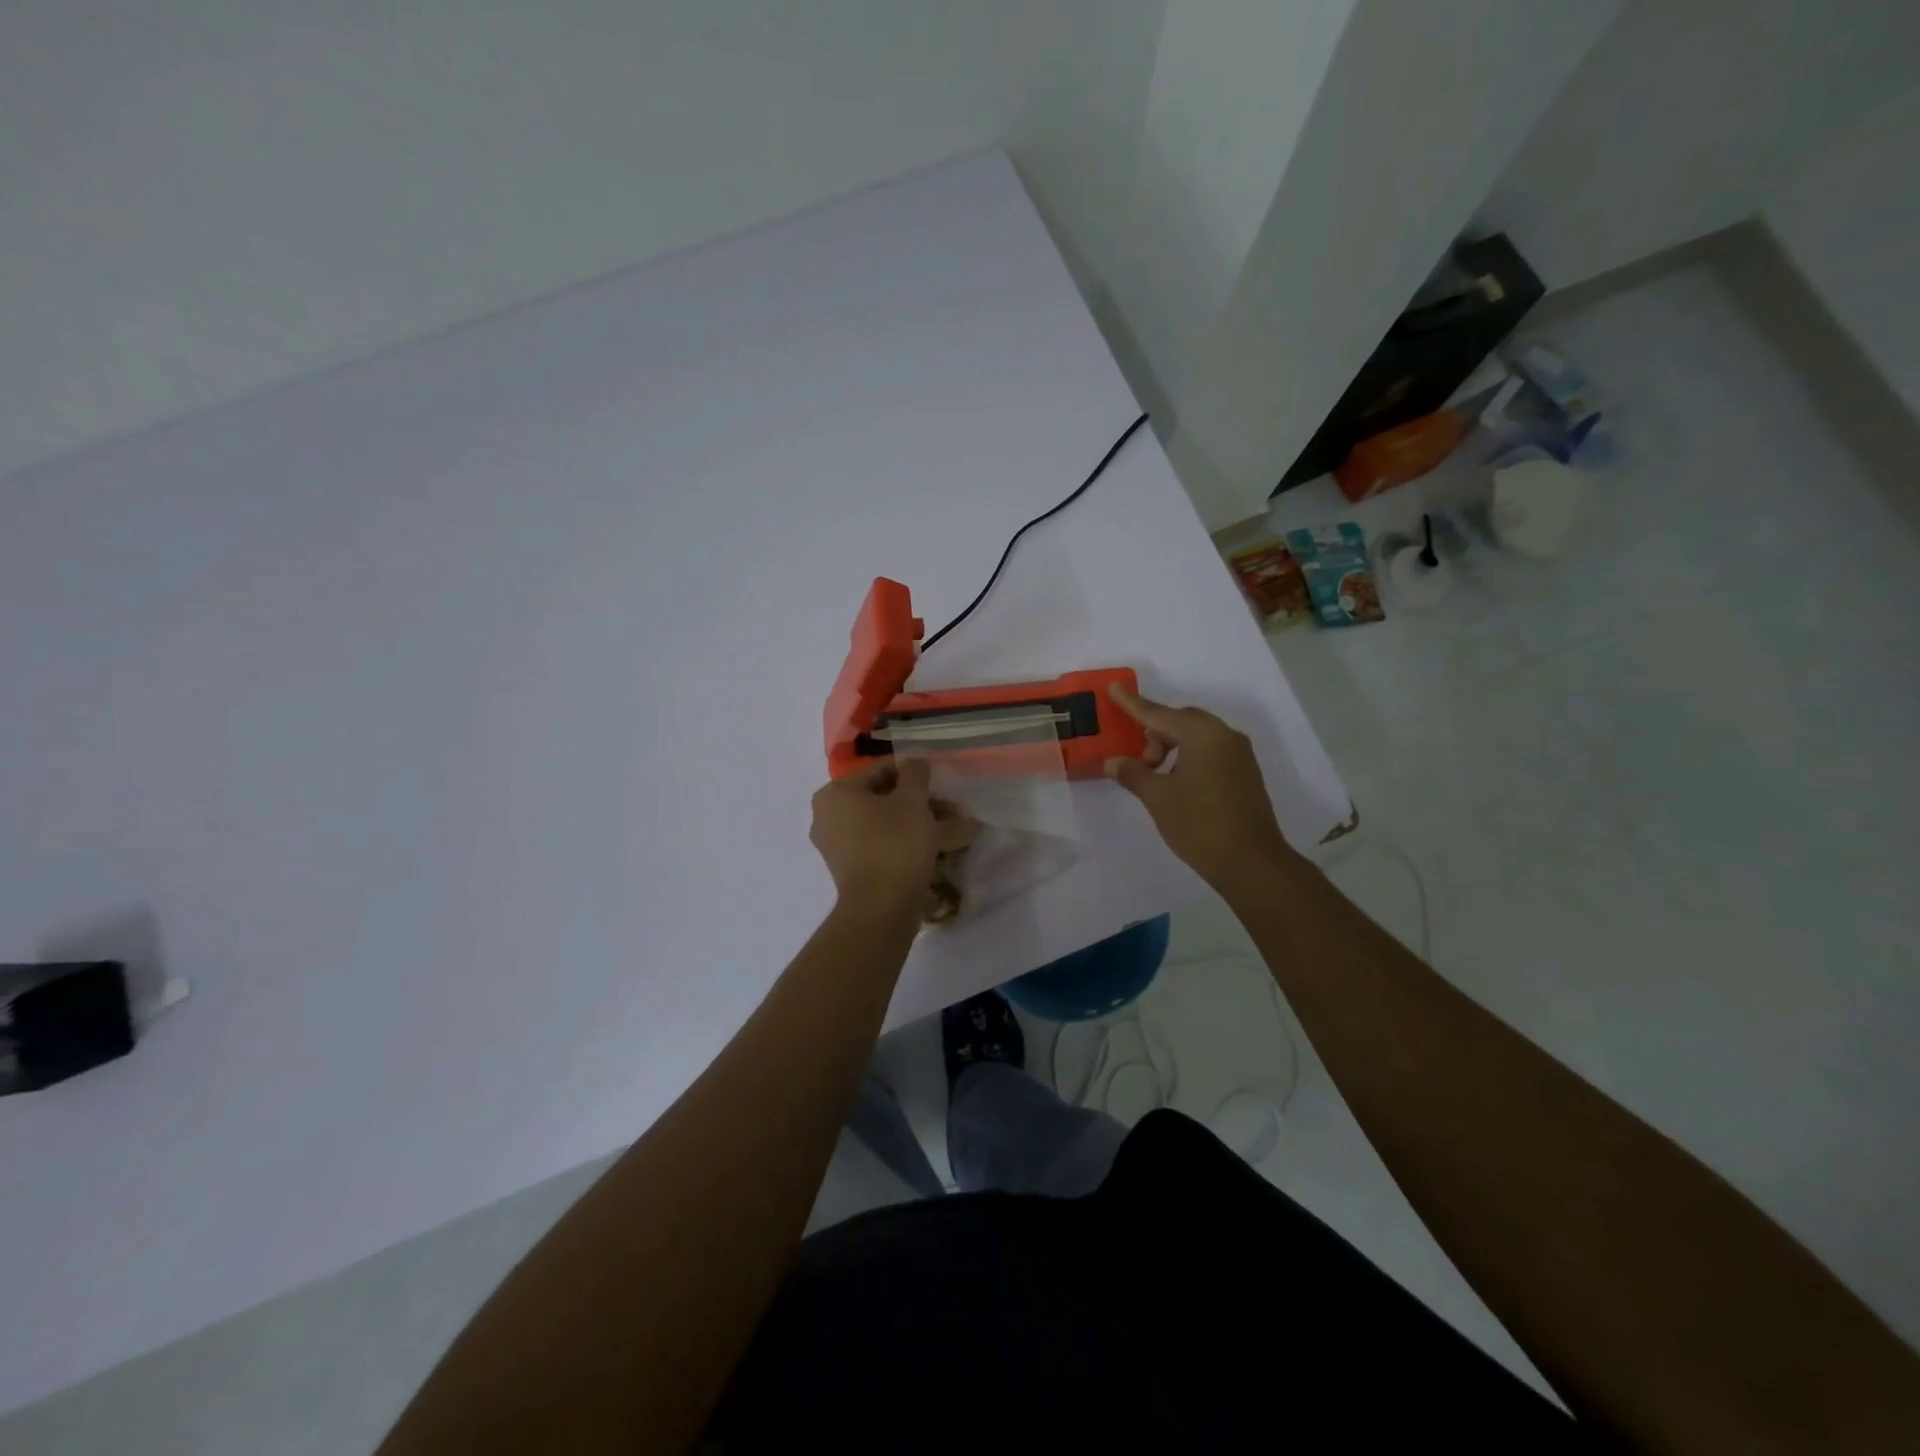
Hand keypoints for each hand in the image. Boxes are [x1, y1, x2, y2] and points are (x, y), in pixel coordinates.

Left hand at [809, 758, 938, 908]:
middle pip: (881, 797)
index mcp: (835, 792)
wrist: (881, 909)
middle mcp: (827, 815)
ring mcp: (835, 845)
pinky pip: (878, 844)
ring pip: (882, 822)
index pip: (881, 770)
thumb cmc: (895, 844)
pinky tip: (932, 846)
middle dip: (917, 801)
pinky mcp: (848, 869)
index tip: (940, 783)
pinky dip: (902, 841)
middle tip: (948, 807)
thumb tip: (914, 760)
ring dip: (914, 822)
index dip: (914, 774)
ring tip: (949, 828)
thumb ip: (915, 773)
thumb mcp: (912, 801)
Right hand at [1104, 685, 1294, 887]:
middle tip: (1140, 763)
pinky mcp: (1245, 773)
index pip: (1158, 714)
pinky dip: (1188, 758)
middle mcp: (1224, 735)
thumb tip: (1114, 762)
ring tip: (1156, 779)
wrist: (1251, 862)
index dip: (1132, 704)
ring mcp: (1239, 754)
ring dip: (1171, 748)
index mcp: (1202, 734)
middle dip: (1154, 735)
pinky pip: (1210, 752)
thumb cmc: (1199, 824)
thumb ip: (1134, 774)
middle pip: (1179, 722)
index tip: (1113, 688)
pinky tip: (1177, 784)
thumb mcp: (1158, 798)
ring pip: (1196, 737)